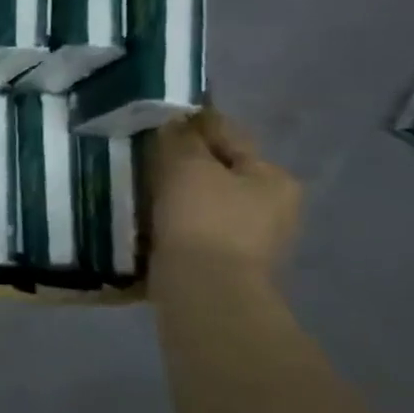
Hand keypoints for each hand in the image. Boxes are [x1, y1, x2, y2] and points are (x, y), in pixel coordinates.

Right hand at [149, 108, 300, 279]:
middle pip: (220, 171)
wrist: (205, 291)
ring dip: (178, 195)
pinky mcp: (226, 265)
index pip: (229, 136)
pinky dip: (175, 223)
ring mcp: (252, 240)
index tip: (158, 121)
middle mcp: (273, 206)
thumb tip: (173, 122)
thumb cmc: (203, 220)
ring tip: (140, 190)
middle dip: (185, 164)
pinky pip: (195, 230)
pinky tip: (149, 222)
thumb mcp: (187, 166)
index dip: (193, 124)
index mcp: (273, 176)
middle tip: (144, 157)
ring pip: (206, 202)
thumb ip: (180, 138)